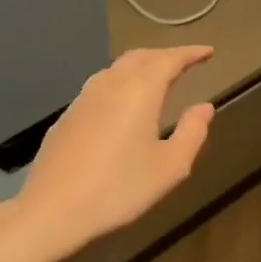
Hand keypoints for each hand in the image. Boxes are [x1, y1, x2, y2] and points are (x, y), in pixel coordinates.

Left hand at [2, 47, 215, 261]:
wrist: (52, 209)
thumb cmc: (119, 189)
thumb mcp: (170, 167)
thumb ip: (192, 132)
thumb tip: (204, 107)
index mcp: (139, 91)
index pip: (169, 60)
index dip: (190, 53)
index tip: (208, 52)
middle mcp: (110, 85)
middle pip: (140, 57)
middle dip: (164, 56)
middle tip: (184, 63)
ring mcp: (83, 99)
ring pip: (116, 70)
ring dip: (140, 67)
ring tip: (156, 80)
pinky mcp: (67, 117)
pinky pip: (99, 88)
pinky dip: (120, 85)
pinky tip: (122, 105)